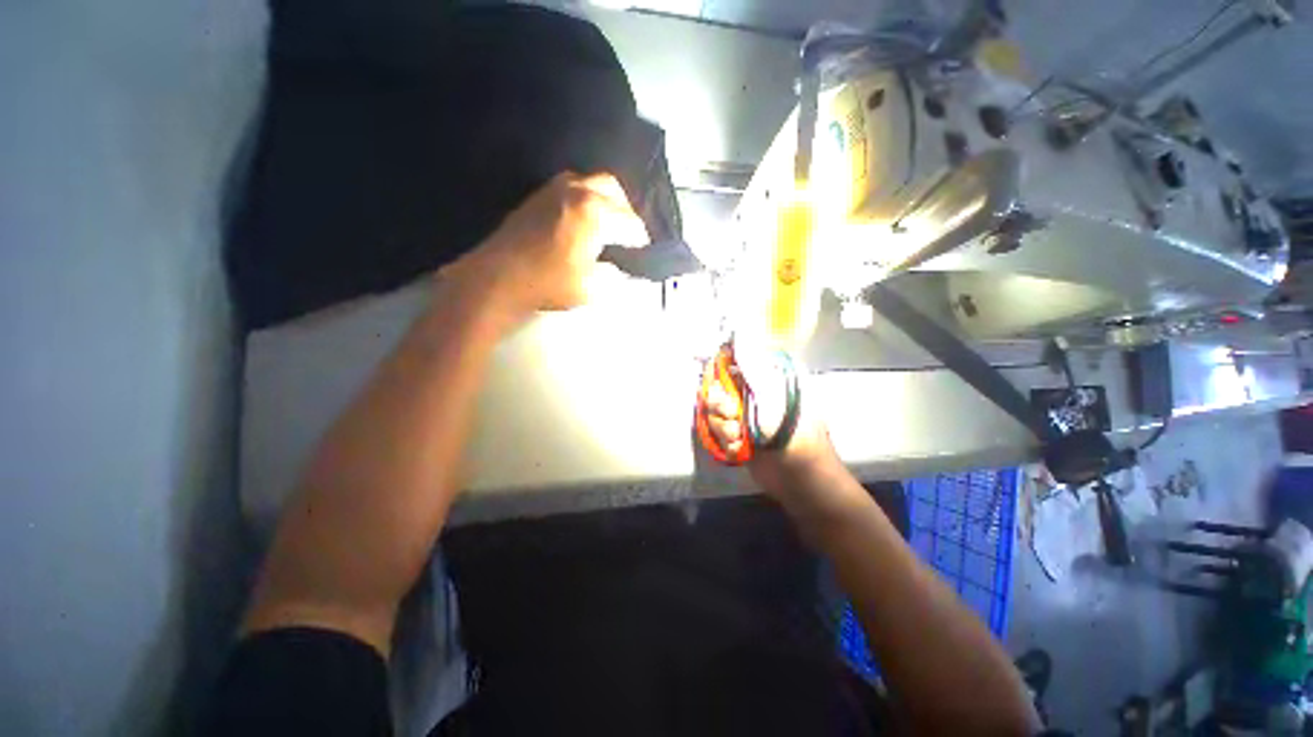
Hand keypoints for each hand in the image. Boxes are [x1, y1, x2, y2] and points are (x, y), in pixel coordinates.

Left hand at [452, 172, 648, 317]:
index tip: (643, 255)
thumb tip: (623, 268)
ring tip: (607, 228)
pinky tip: (584, 223)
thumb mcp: (592, 287)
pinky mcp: (540, 194)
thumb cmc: (549, 284)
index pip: (631, 223)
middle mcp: (578, 190)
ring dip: (606, 202)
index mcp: (595, 212)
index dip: (641, 241)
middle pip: (615, 191)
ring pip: (593, 183)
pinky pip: (573, 187)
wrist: (498, 278)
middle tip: (627, 237)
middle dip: (626, 213)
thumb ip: (616, 275)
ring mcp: (555, 188)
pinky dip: (587, 200)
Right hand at [703, 348, 841, 500]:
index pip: (735, 364)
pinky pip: (718, 432)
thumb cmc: (791, 427)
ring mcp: (745, 417)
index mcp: (766, 379)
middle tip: (732, 414)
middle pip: (719, 390)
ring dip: (724, 426)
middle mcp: (754, 394)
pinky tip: (740, 449)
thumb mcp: (771, 390)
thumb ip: (750, 363)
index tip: (715, 380)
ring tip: (739, 436)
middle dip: (721, 405)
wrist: (798, 474)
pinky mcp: (739, 437)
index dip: (720, 370)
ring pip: (715, 413)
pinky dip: (727, 441)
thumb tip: (739, 332)